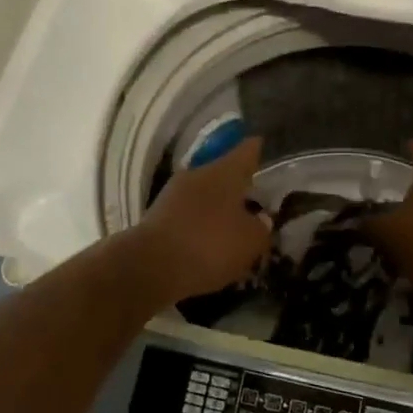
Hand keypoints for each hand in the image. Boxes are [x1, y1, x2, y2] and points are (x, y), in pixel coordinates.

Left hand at [130, 137, 272, 303]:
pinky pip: (188, 215)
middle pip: (224, 174)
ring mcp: (174, 194)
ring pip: (204, 196)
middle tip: (255, 202)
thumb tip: (261, 220)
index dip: (257, 149)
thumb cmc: (209, 245)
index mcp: (225, 171)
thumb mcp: (251, 241)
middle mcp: (198, 174)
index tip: (263, 145)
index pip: (247, 150)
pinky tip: (209, 245)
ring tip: (233, 229)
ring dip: (217, 209)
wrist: (149, 267)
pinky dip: (200, 226)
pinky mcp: (158, 216)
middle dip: (238, 187)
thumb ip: (261, 228)